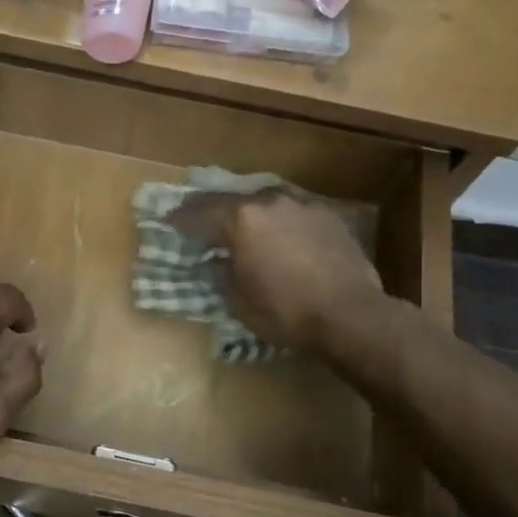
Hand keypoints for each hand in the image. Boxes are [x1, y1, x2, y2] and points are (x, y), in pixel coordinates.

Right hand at [173, 192, 383, 351]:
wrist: (351, 315)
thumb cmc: (286, 313)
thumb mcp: (238, 301)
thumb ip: (220, 273)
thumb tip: (215, 261)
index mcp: (241, 220)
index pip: (199, 213)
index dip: (179, 219)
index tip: (166, 221)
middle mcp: (269, 202)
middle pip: (231, 201)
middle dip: (212, 211)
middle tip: (197, 219)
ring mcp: (302, 205)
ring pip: (264, 204)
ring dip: (248, 215)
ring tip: (240, 227)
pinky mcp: (328, 216)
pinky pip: (291, 214)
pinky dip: (278, 223)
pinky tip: (278, 237)